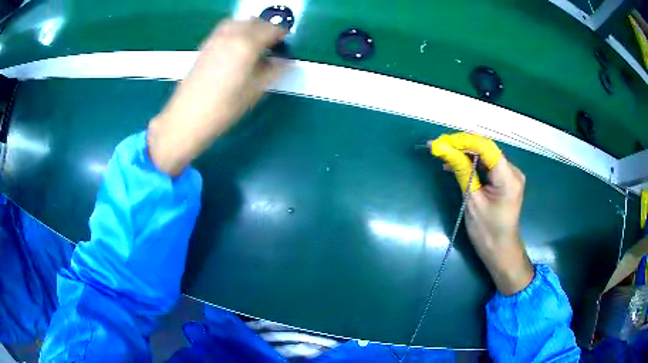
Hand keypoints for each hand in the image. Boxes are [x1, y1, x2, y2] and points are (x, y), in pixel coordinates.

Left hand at [148, 18, 286, 175]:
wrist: (188, 116)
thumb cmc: (224, 107)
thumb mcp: (256, 91)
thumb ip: (274, 71)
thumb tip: (284, 61)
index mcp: (247, 45)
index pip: (272, 29)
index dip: (283, 34)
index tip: (286, 43)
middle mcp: (232, 35)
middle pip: (256, 21)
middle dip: (268, 28)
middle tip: (274, 43)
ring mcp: (216, 38)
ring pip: (240, 21)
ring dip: (252, 26)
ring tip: (256, 42)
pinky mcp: (205, 45)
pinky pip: (226, 28)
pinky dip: (237, 29)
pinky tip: (237, 45)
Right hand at [431, 133, 533, 294]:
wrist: (500, 248)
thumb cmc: (486, 230)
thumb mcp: (472, 200)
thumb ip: (462, 171)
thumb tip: (445, 150)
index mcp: (508, 178)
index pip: (487, 149)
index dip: (465, 141)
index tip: (443, 141)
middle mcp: (513, 171)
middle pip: (487, 150)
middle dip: (463, 145)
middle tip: (441, 145)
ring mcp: (510, 174)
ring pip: (486, 156)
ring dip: (466, 153)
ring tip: (445, 154)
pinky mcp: (505, 179)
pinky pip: (488, 165)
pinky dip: (472, 163)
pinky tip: (456, 164)